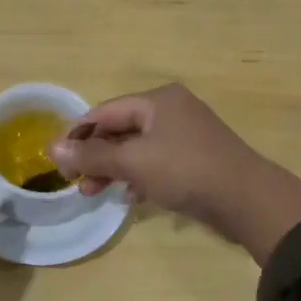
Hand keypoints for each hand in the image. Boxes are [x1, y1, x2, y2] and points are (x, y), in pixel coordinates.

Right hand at [48, 84, 300, 263]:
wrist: (249, 200)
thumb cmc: (186, 170)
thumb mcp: (133, 162)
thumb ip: (92, 155)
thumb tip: (52, 149)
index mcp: (157, 100)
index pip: (104, 112)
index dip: (77, 134)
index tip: (56, 160)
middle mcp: (171, 110)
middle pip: (120, 129)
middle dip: (95, 155)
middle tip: (75, 182)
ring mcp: (186, 134)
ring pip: (137, 148)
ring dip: (113, 169)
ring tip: (94, 192)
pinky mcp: (196, 159)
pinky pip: (156, 162)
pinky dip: (139, 176)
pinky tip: (130, 197)